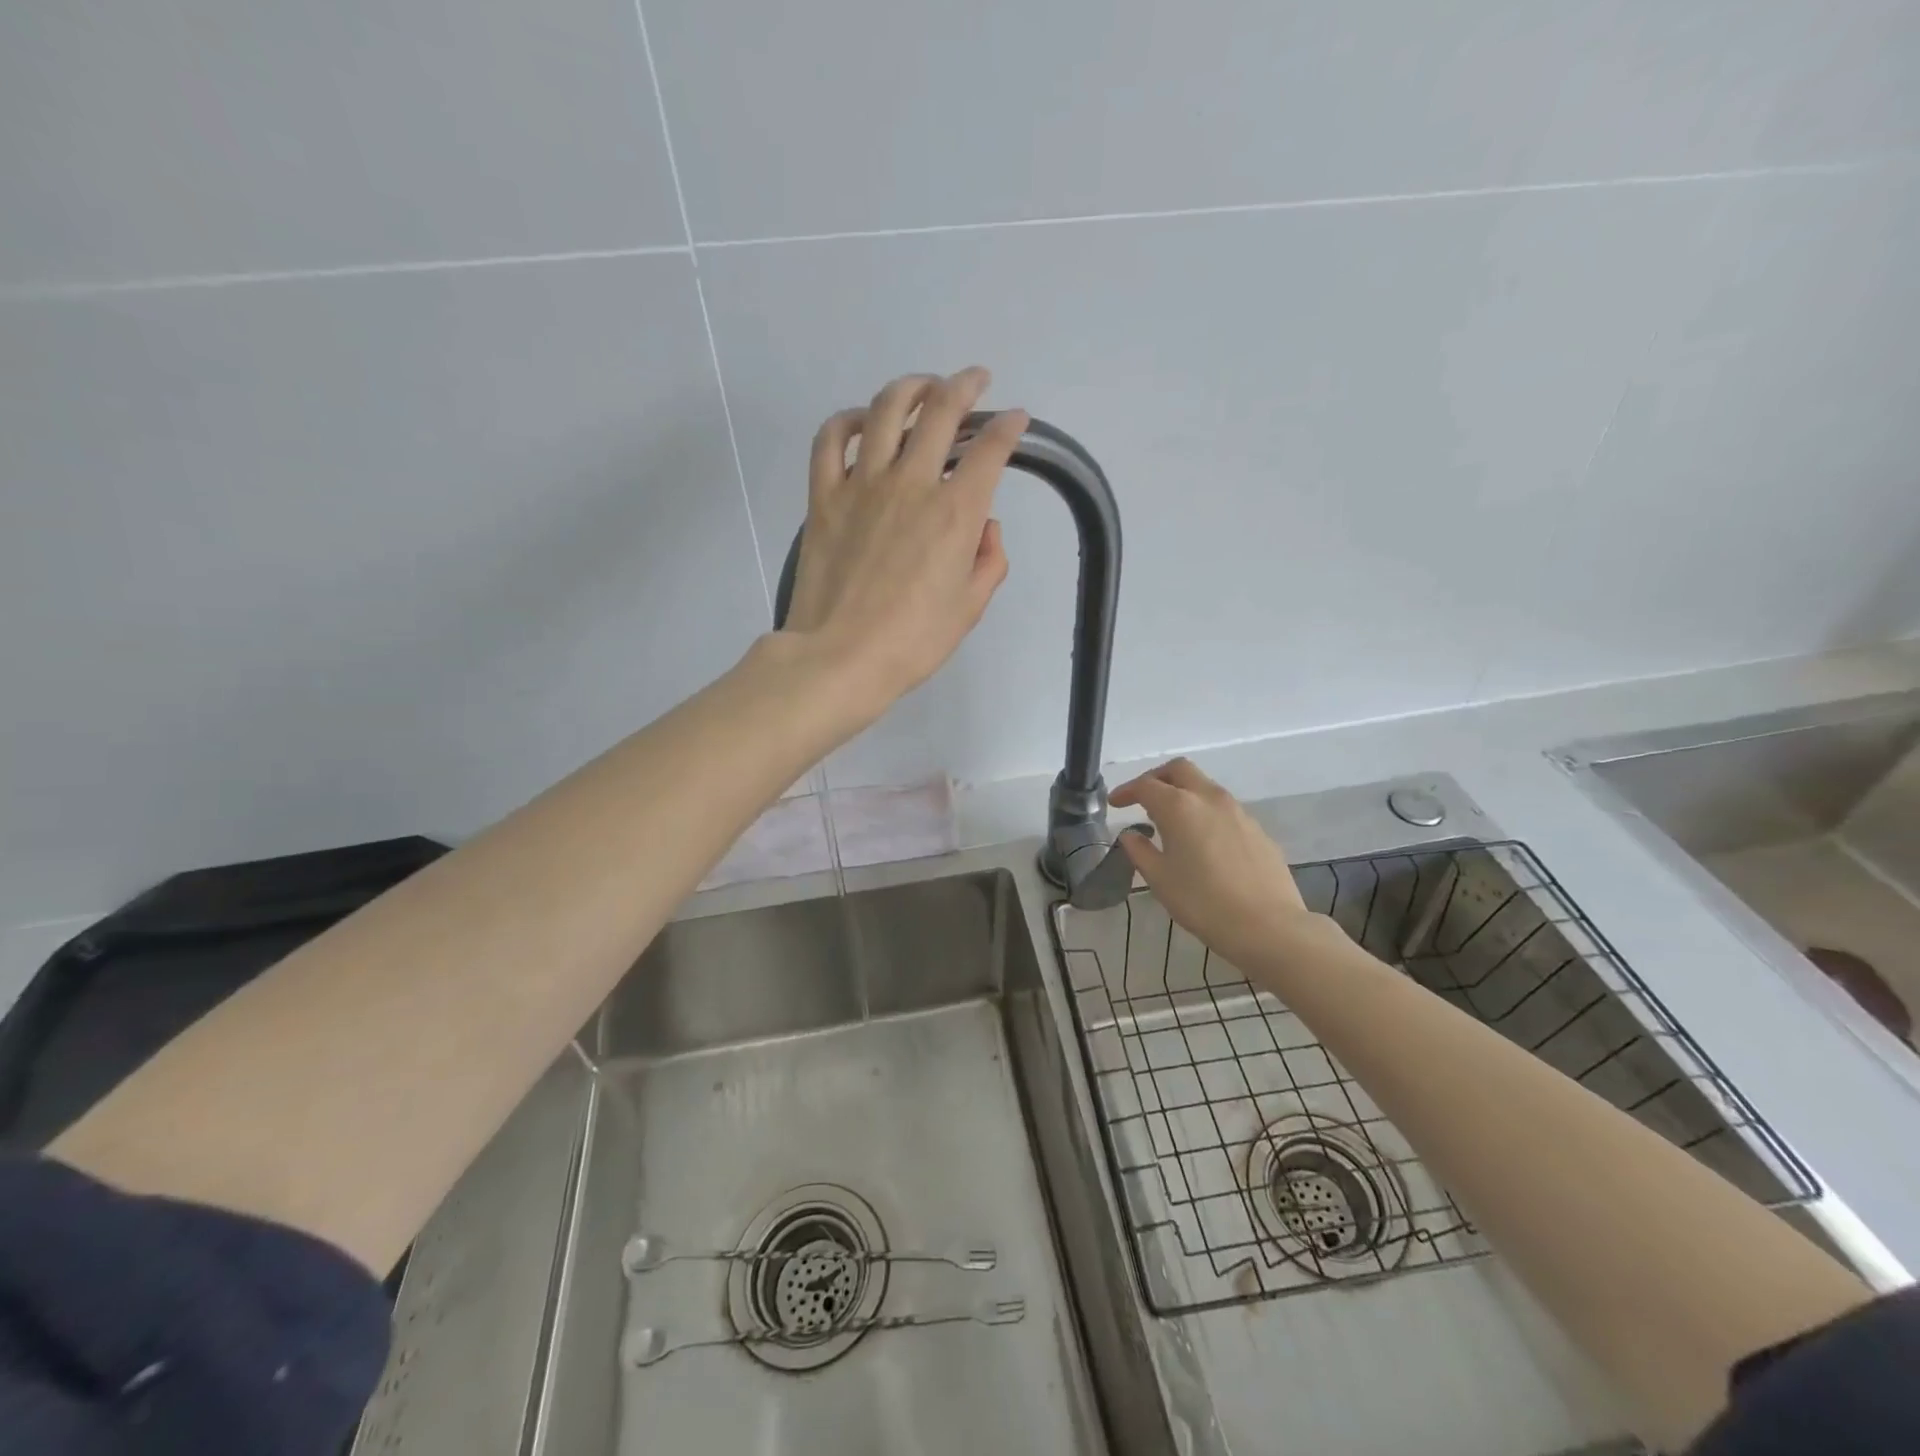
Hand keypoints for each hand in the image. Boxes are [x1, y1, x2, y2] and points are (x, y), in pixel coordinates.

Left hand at [784, 367, 1027, 712]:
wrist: (841, 658)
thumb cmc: (913, 642)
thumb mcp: (970, 608)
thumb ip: (989, 561)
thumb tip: (985, 526)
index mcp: (956, 513)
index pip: (991, 450)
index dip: (1009, 427)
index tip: (1015, 421)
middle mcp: (911, 483)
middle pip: (941, 411)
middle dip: (965, 386)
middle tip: (974, 381)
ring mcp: (862, 485)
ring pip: (887, 409)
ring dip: (911, 387)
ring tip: (923, 387)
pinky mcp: (824, 496)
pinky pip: (831, 439)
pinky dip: (848, 419)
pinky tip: (862, 420)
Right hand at [1111, 758, 1324, 974]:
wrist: (1268, 926)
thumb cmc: (1203, 902)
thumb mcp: (1160, 880)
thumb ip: (1140, 851)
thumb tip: (1131, 835)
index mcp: (1179, 807)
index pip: (1146, 785)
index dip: (1126, 791)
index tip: (1115, 804)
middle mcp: (1209, 798)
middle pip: (1180, 770)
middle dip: (1157, 777)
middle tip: (1143, 798)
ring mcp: (1238, 812)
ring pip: (1205, 786)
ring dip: (1184, 794)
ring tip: (1171, 822)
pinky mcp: (1257, 829)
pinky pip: (1224, 809)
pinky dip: (1205, 813)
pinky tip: (1203, 842)